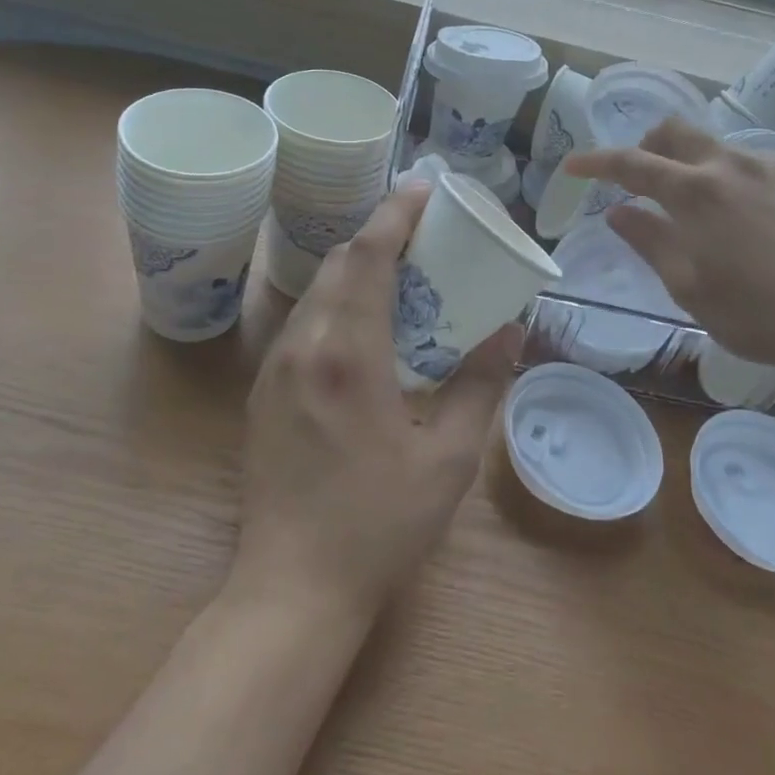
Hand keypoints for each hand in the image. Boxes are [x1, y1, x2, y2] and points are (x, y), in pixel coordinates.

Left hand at [232, 184, 519, 625]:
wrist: (291, 587)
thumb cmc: (378, 525)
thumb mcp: (449, 459)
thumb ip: (481, 386)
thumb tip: (511, 333)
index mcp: (348, 353)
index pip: (369, 255)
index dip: (397, 213)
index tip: (425, 187)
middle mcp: (304, 345)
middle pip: (340, 263)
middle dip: (381, 236)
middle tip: (426, 237)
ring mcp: (275, 367)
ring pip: (318, 291)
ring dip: (358, 269)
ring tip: (402, 277)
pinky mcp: (264, 390)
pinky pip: (304, 322)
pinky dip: (338, 302)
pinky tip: (366, 329)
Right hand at [564, 117, 774, 378]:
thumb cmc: (757, 314)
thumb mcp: (688, 286)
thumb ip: (649, 241)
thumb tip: (619, 211)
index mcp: (694, 191)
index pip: (631, 163)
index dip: (596, 162)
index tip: (573, 165)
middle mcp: (731, 164)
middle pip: (675, 130)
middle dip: (647, 145)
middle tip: (640, 179)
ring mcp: (774, 167)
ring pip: (717, 146)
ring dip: (692, 165)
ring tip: (699, 209)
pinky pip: (754, 164)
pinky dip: (731, 177)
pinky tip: (747, 217)